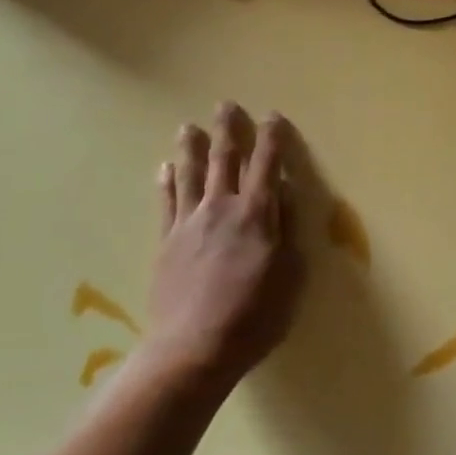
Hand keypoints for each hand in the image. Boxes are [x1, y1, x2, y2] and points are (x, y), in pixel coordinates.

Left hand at [142, 103, 303, 385]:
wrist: (193, 349)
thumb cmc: (255, 315)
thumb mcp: (290, 274)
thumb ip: (287, 229)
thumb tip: (284, 194)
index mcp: (257, 215)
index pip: (268, 165)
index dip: (272, 139)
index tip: (273, 116)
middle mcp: (222, 209)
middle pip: (225, 160)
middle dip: (228, 130)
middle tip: (226, 105)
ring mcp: (190, 224)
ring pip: (191, 175)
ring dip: (191, 148)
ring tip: (188, 126)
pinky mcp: (167, 243)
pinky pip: (166, 203)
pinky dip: (166, 182)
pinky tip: (165, 168)